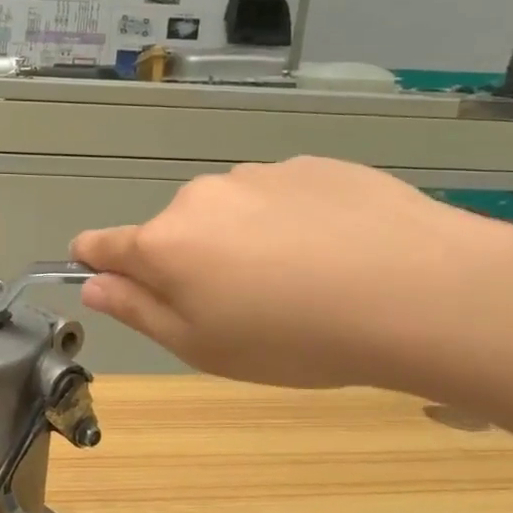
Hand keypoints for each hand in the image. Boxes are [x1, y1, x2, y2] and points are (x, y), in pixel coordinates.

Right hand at [71, 157, 512, 390]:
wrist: (420, 291)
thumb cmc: (293, 337)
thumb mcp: (201, 347)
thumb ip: (136, 311)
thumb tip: (92, 284)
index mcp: (164, 243)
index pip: (101, 244)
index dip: (97, 263)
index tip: (115, 282)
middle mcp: (200, 198)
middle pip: (173, 231)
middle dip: (189, 263)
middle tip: (240, 307)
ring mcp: (258, 175)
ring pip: (229, 213)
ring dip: (242, 241)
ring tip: (301, 281)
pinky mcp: (313, 165)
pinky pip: (281, 198)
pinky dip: (291, 223)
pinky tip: (337, 253)